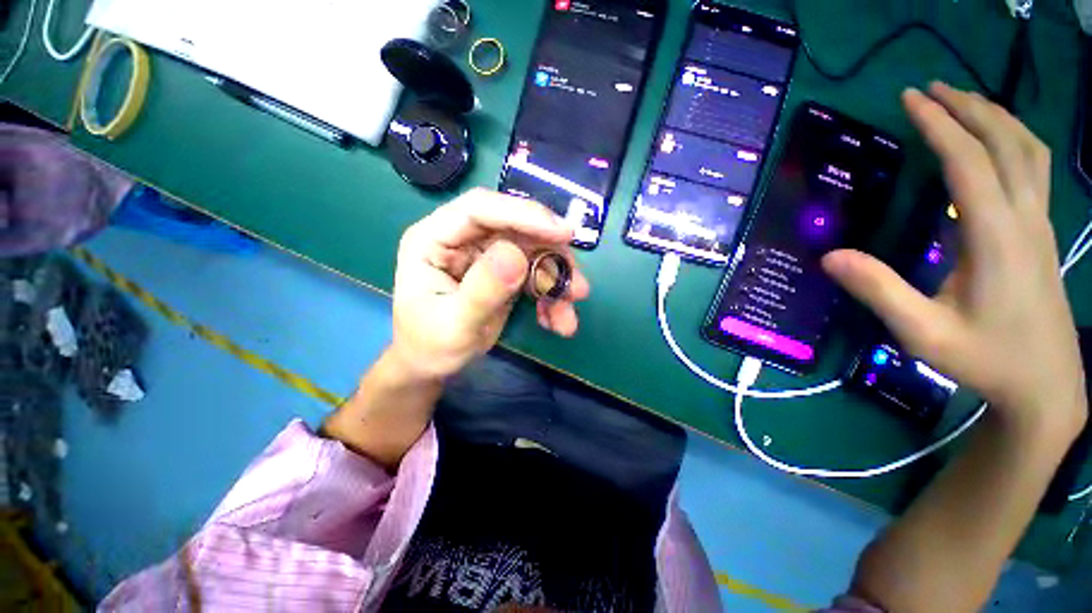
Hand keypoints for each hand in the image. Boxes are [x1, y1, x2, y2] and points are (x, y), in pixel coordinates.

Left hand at [389, 189, 590, 380]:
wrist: (432, 363)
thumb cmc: (431, 346)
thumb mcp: (454, 326)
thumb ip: (482, 291)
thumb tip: (517, 255)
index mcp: (434, 239)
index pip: (480, 209)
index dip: (524, 214)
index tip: (564, 233)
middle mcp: (462, 238)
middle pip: (516, 229)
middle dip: (551, 257)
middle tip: (577, 288)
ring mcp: (485, 253)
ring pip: (533, 251)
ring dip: (556, 283)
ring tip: (567, 317)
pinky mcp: (503, 270)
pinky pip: (536, 273)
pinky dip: (551, 296)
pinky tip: (555, 321)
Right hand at [824, 82, 1086, 434]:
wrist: (1046, 386)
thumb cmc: (985, 360)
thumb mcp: (922, 333)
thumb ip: (879, 291)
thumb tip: (829, 256)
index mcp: (996, 238)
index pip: (968, 163)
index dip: (938, 126)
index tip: (910, 98)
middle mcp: (1025, 219)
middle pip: (1006, 143)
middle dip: (968, 108)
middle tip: (931, 89)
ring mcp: (1040, 224)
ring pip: (1028, 151)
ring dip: (996, 118)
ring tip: (963, 102)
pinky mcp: (1043, 234)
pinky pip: (1034, 169)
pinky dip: (1012, 141)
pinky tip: (994, 144)